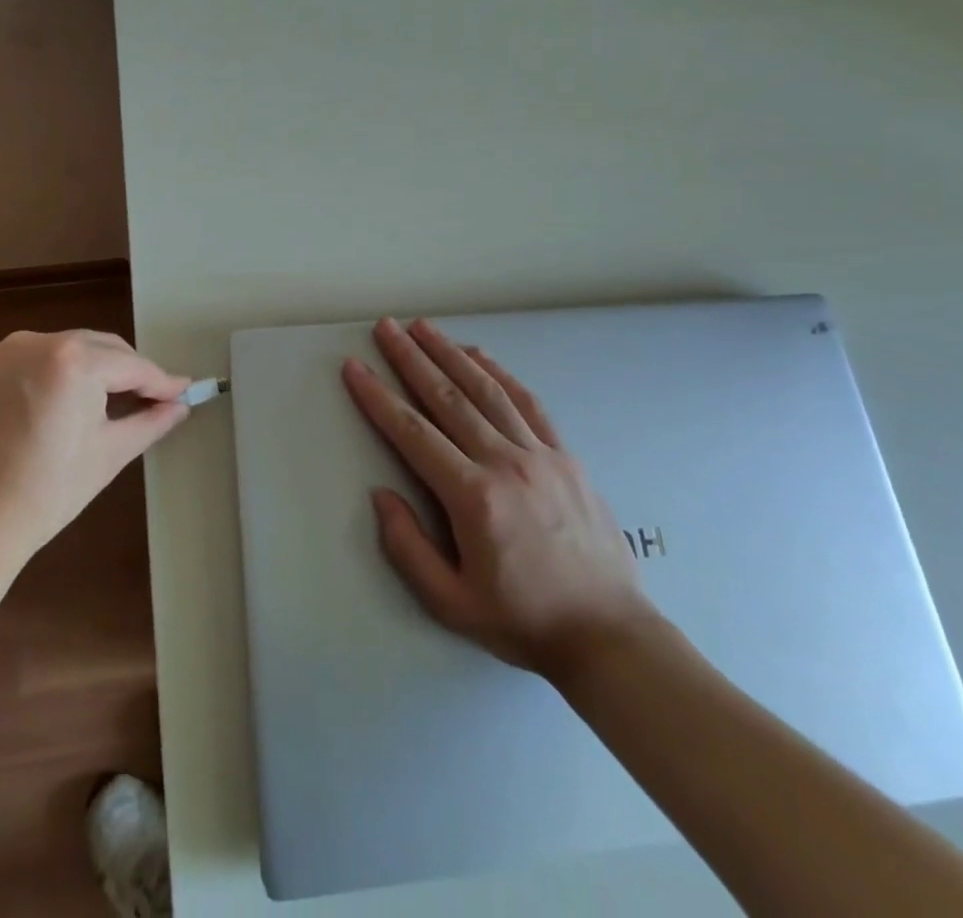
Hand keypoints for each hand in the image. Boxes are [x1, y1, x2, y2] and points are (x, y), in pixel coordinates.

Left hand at [0, 330, 190, 575]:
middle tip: (149, 399)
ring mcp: (1, 353)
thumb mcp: (108, 455)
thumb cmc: (44, 494)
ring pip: (63, 350)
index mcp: (74, 361)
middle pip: (98, 348)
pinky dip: (50, 374)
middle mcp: (36, 342)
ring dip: (89, 369)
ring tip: (103, 402)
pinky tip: (56, 403)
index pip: (132, 365)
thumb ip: (150, 421)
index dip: (161, 381)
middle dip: (126, 371)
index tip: (183, 392)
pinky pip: (28, 360)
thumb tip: (180, 405)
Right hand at [343, 317, 657, 679]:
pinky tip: (479, 355)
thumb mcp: (451, 603)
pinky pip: (527, 402)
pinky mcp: (565, 455)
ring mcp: (540, 454)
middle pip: (448, 398)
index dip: (378, 397)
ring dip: (451, 353)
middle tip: (386, 327)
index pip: (413, 433)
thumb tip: (381, 495)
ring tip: (423, 327)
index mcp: (474, 498)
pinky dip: (499, 373)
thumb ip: (408, 547)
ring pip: (487, 390)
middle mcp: (505, 463)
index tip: (354, 367)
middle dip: (411, 358)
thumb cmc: (522, 621)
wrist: (608, 634)